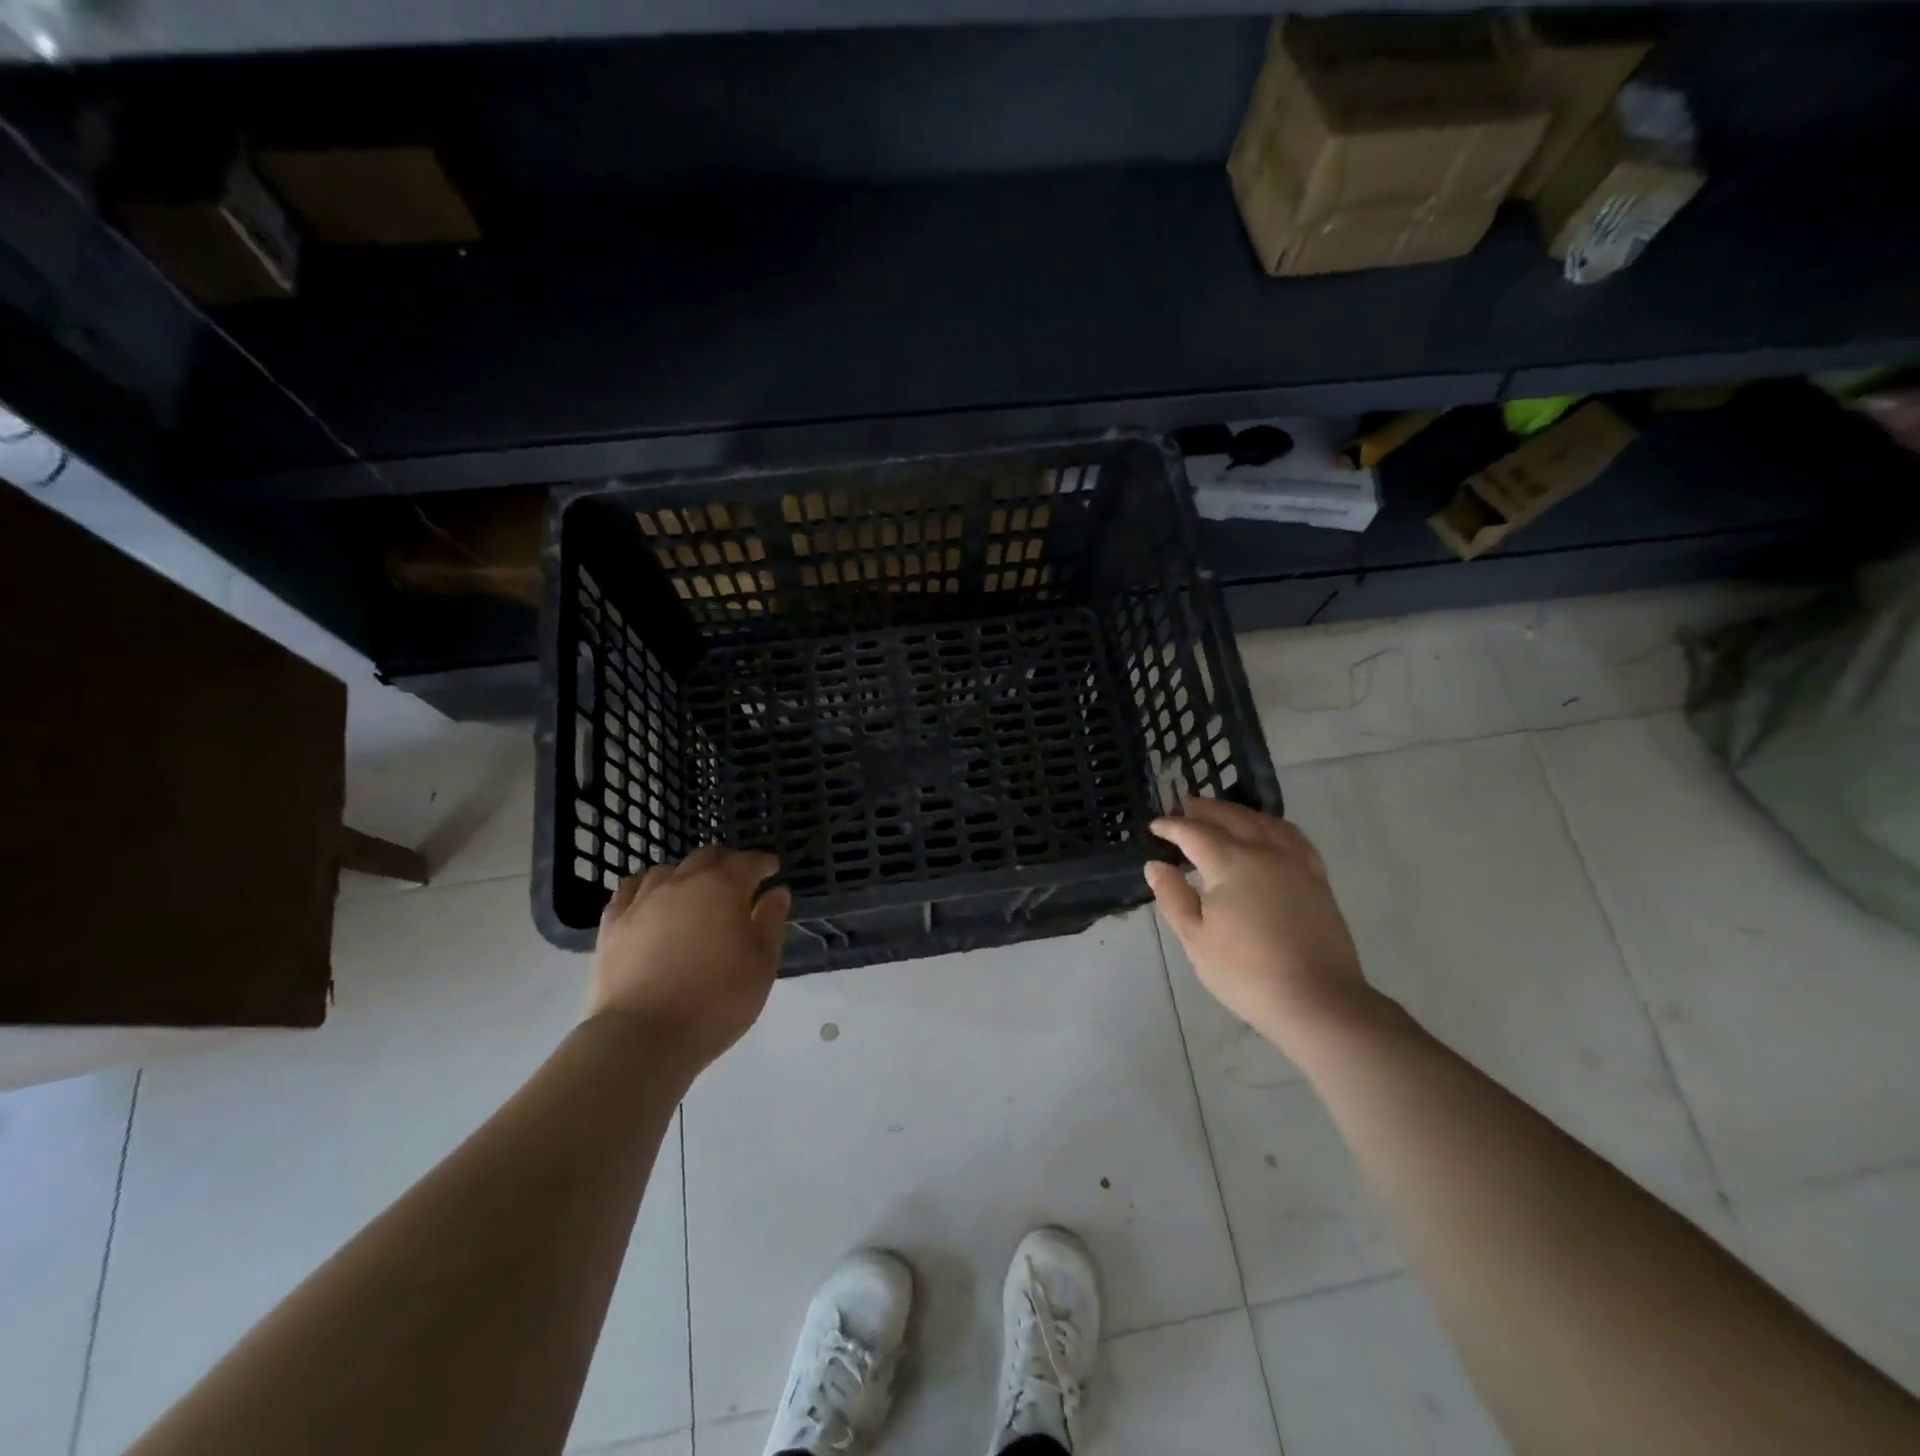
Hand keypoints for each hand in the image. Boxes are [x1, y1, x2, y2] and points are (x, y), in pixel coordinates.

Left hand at [587, 844, 791, 1069]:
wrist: (642, 1037)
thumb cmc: (716, 1000)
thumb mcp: (762, 964)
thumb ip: (771, 922)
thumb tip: (777, 893)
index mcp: (723, 887)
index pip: (748, 862)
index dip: (763, 863)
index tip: (772, 868)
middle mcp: (682, 882)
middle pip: (706, 857)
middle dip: (726, 863)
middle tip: (738, 879)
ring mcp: (642, 901)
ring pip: (667, 871)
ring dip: (686, 874)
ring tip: (694, 891)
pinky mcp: (612, 924)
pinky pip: (630, 891)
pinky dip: (647, 888)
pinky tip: (651, 901)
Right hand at [1144, 798, 1371, 1055]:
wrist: (1317, 1001)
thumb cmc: (1246, 972)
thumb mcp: (1196, 939)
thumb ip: (1173, 897)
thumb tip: (1156, 865)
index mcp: (1230, 863)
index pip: (1194, 833)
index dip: (1171, 827)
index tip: (1154, 826)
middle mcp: (1264, 851)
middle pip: (1231, 817)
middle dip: (1205, 809)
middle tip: (1185, 805)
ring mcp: (1295, 862)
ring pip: (1264, 822)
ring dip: (1238, 811)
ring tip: (1222, 812)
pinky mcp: (1317, 879)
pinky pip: (1293, 836)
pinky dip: (1272, 825)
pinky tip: (1268, 832)